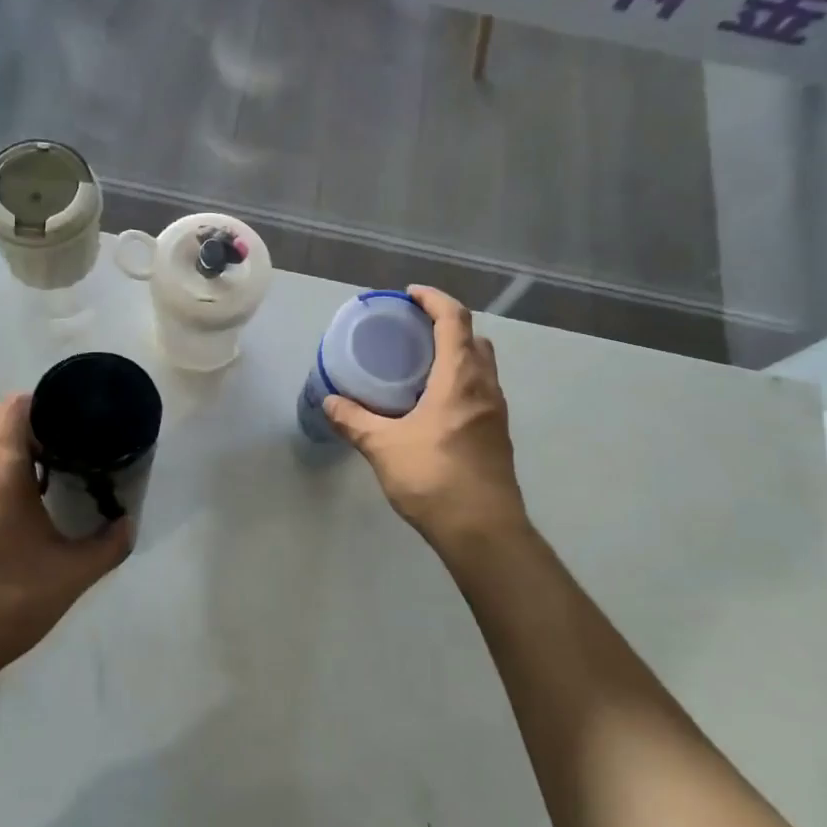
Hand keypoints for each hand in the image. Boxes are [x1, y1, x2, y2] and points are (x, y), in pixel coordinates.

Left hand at [0, 394, 133, 678]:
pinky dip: (2, 467)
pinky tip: (31, 498)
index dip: (42, 399)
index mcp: (3, 475)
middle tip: (67, 432)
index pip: (13, 409)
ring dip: (14, 442)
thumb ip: (108, 546)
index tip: (72, 409)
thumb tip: (128, 524)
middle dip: (28, 415)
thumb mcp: (72, 575)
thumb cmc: (9, 601)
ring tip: (55, 461)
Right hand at [324, 286, 528, 554]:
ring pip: (481, 367)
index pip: (454, 320)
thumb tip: (329, 401)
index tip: (410, 295)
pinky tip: (433, 405)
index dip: (434, 300)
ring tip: (419, 366)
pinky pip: (480, 392)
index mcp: (461, 379)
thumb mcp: (384, 447)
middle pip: (474, 339)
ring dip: (456, 355)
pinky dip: (460, 382)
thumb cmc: (435, 479)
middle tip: (412, 331)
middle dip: (447, 326)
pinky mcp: (497, 436)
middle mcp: (485, 388)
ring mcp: (496, 413)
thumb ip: (354, 421)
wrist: (484, 532)